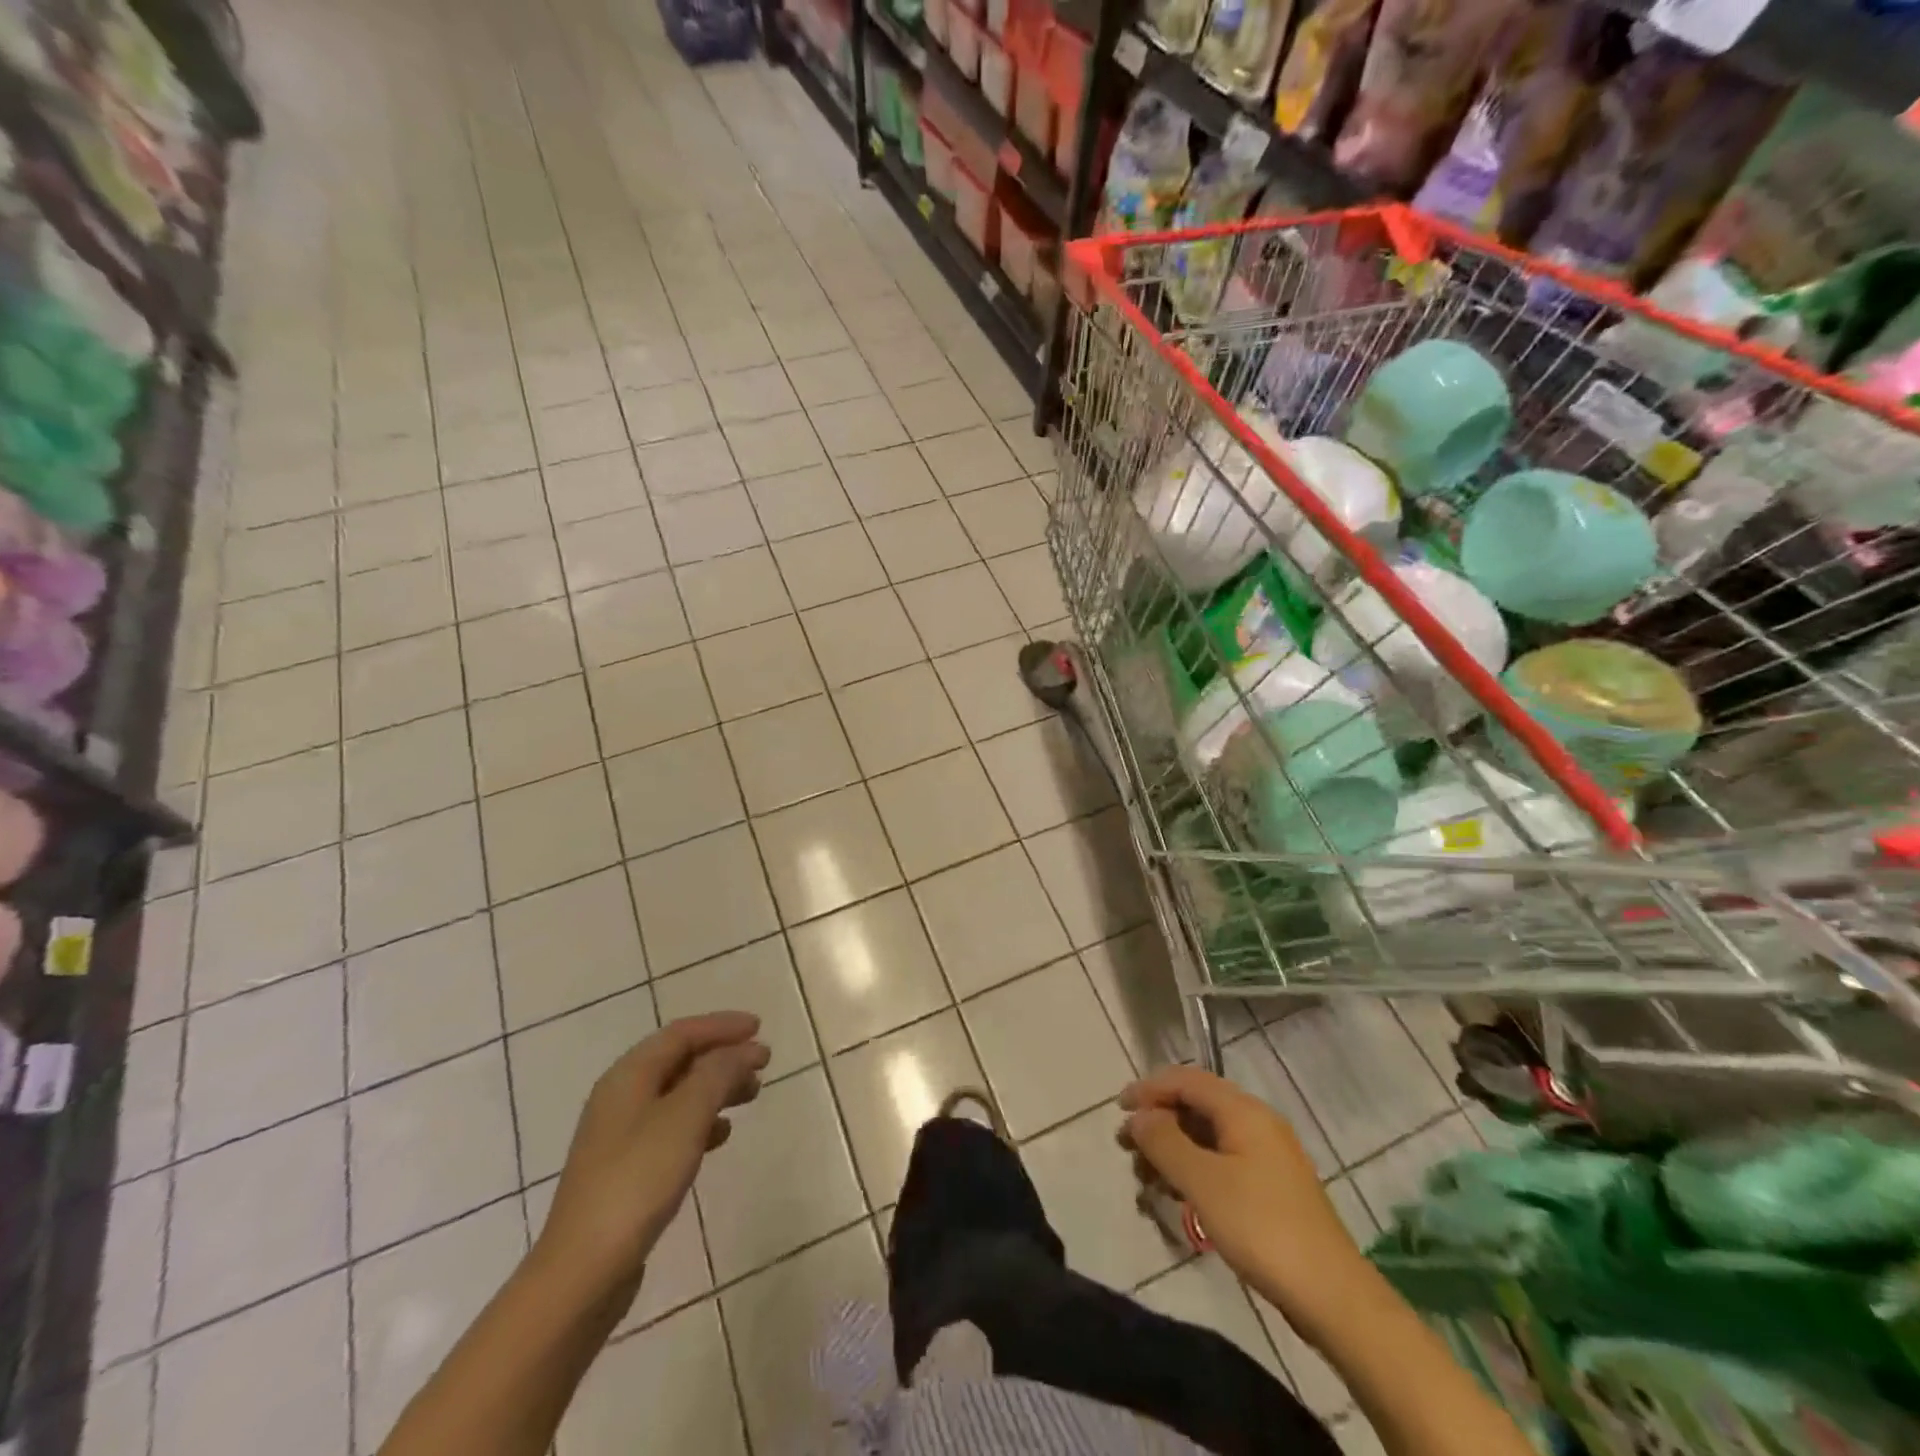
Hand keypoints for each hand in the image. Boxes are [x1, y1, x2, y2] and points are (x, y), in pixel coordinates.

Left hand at [536, 1012, 768, 1297]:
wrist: (583, 1270)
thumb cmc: (637, 1179)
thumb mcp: (686, 1116)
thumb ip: (718, 1074)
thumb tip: (745, 1049)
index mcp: (628, 1076)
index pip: (681, 1033)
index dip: (721, 1026)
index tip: (759, 1027)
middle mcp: (621, 1097)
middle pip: (679, 1061)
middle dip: (723, 1056)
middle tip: (762, 1064)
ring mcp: (620, 1136)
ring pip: (679, 1094)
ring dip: (716, 1088)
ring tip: (751, 1095)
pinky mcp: (626, 1170)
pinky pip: (672, 1127)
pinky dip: (702, 1121)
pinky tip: (722, 1135)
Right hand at [1121, 1065, 1370, 1337]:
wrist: (1332, 1296)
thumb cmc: (1261, 1227)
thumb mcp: (1203, 1181)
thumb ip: (1164, 1141)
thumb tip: (1138, 1116)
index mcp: (1243, 1111)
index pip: (1186, 1079)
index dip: (1148, 1088)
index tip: (1118, 1111)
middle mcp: (1256, 1123)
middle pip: (1195, 1106)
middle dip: (1157, 1123)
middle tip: (1127, 1150)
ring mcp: (1267, 1156)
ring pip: (1206, 1137)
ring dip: (1172, 1151)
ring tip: (1147, 1181)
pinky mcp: (1270, 1188)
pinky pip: (1221, 1162)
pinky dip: (1193, 1171)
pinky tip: (1177, 1198)